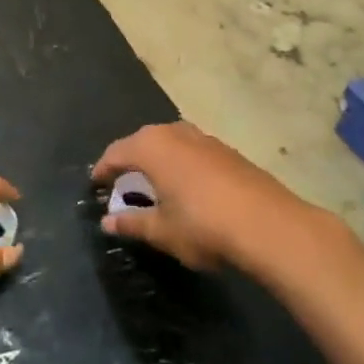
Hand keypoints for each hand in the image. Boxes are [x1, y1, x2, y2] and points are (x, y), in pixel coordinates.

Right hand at [92, 122, 306, 269]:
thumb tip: (107, 222)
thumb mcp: (161, 231)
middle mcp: (175, 132)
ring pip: (170, 143)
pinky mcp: (227, 150)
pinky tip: (187, 187)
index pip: (116, 152)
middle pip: (142, 142)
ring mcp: (204, 138)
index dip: (103, 169)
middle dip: (130, 162)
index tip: (95, 185)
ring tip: (154, 185)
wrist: (268, 225)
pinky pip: (191, 151)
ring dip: (158, 161)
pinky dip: (181, 165)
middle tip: (122, 186)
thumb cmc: (203, 226)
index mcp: (151, 146)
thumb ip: (132, 223)